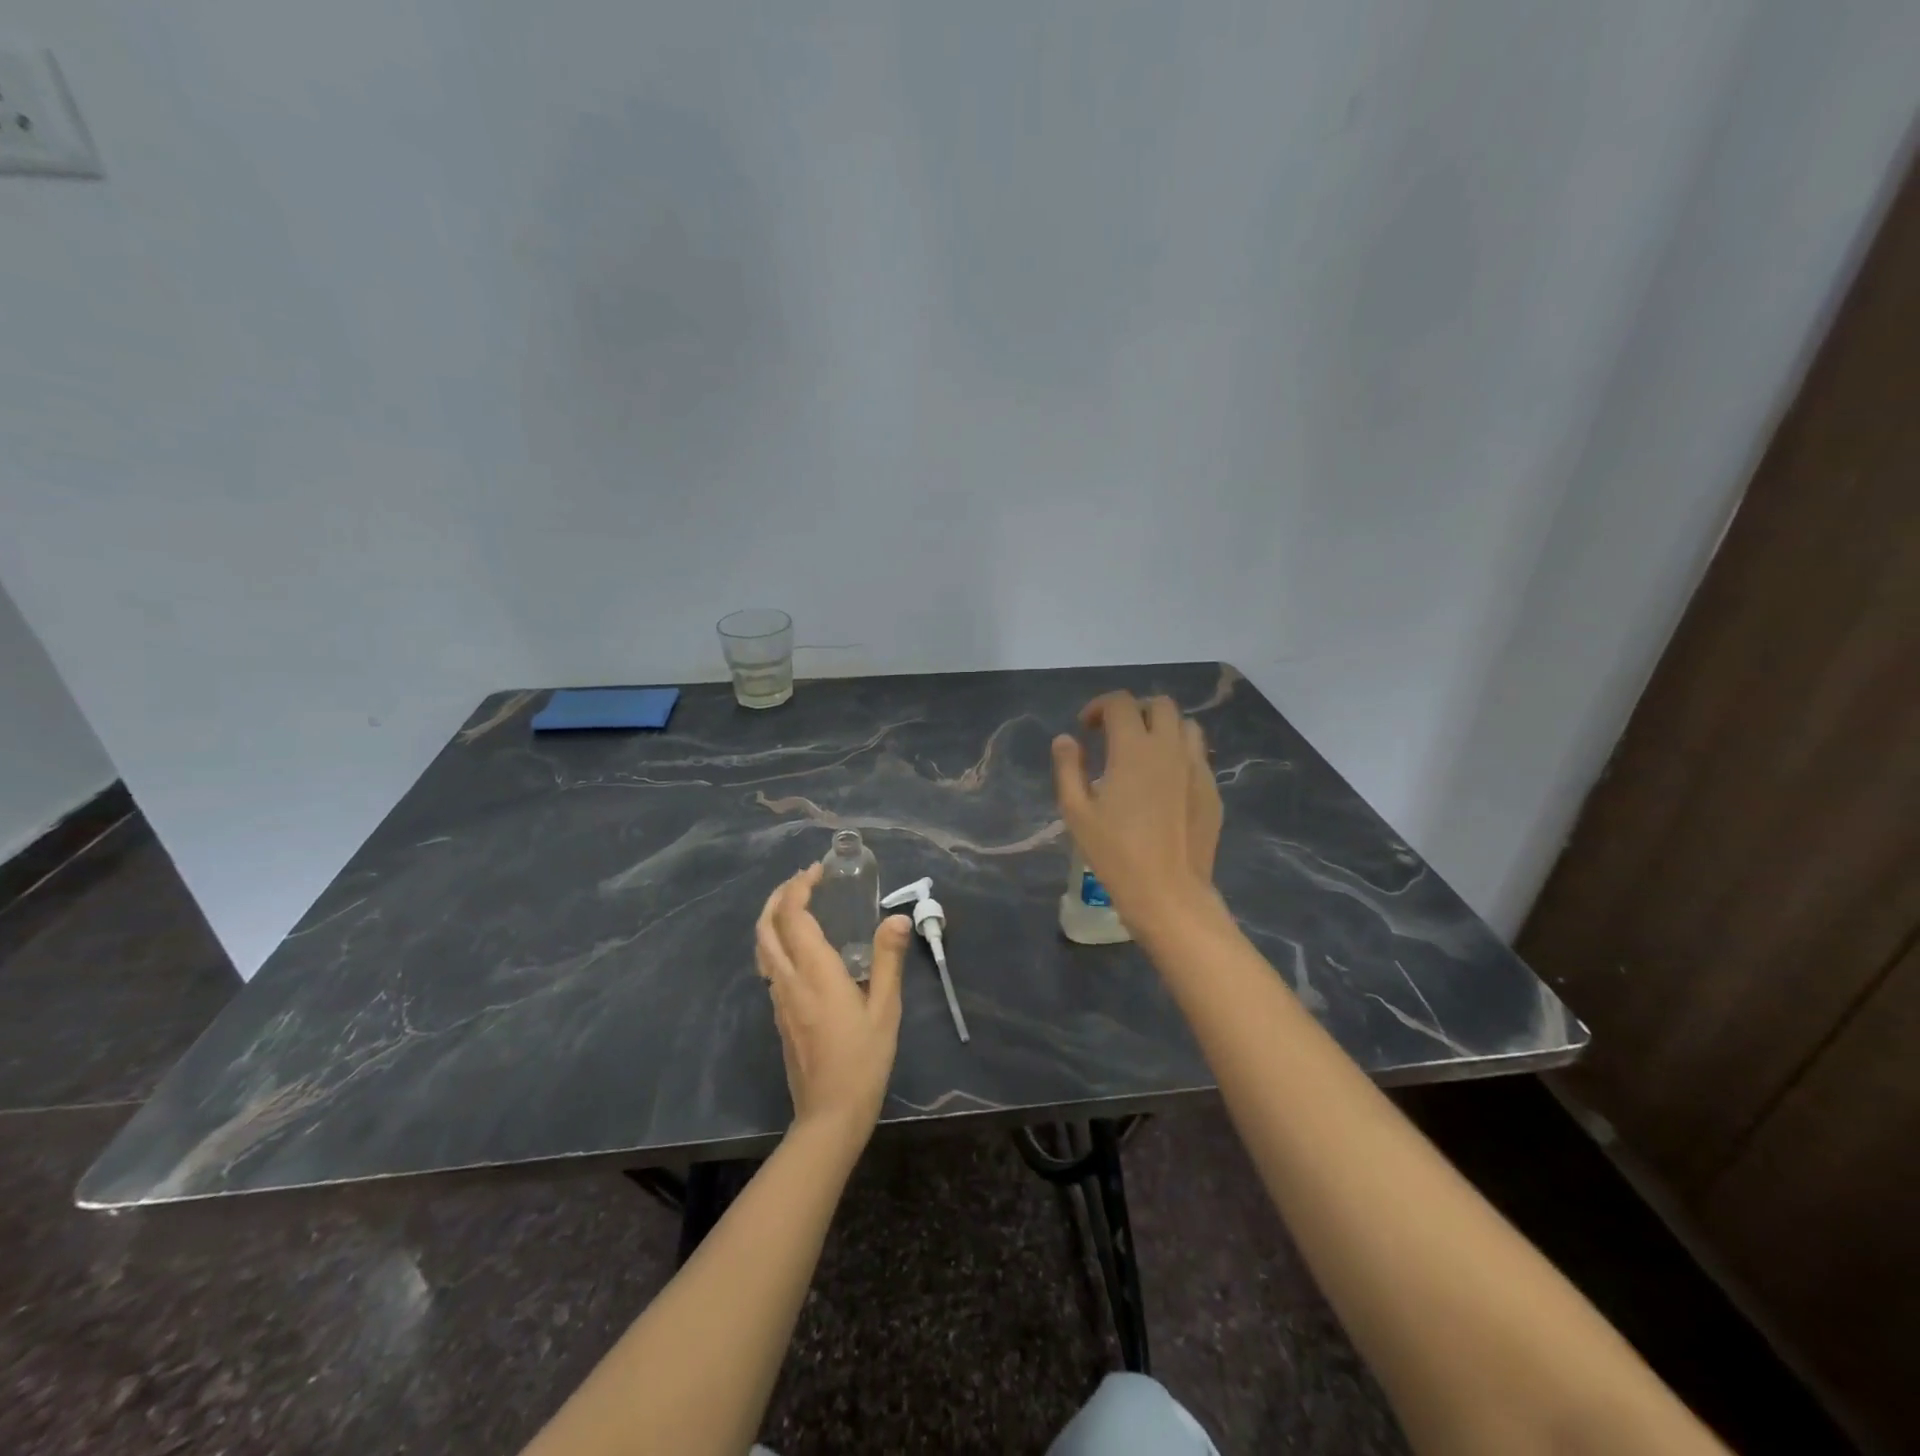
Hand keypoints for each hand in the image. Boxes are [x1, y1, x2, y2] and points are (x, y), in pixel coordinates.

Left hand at [755, 864, 912, 1148]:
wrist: (830, 1114)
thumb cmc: (864, 1060)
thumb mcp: (886, 1009)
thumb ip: (889, 960)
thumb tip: (898, 917)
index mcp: (815, 973)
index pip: (793, 917)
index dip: (800, 887)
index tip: (818, 871)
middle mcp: (789, 980)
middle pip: (765, 927)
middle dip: (779, 896)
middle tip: (803, 880)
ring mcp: (779, 999)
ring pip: (762, 947)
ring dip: (774, 917)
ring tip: (799, 904)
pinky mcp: (779, 1015)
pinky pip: (769, 965)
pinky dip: (777, 940)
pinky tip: (801, 946)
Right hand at [1051, 692, 1222, 931]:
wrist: (1168, 893)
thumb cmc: (1115, 853)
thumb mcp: (1076, 811)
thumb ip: (1068, 768)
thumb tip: (1066, 739)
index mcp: (1133, 749)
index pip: (1120, 703)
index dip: (1099, 706)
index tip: (1086, 728)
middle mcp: (1169, 748)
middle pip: (1159, 705)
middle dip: (1134, 711)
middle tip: (1115, 735)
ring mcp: (1196, 768)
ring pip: (1186, 726)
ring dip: (1163, 728)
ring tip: (1145, 752)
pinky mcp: (1212, 790)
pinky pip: (1198, 756)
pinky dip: (1179, 754)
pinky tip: (1165, 783)